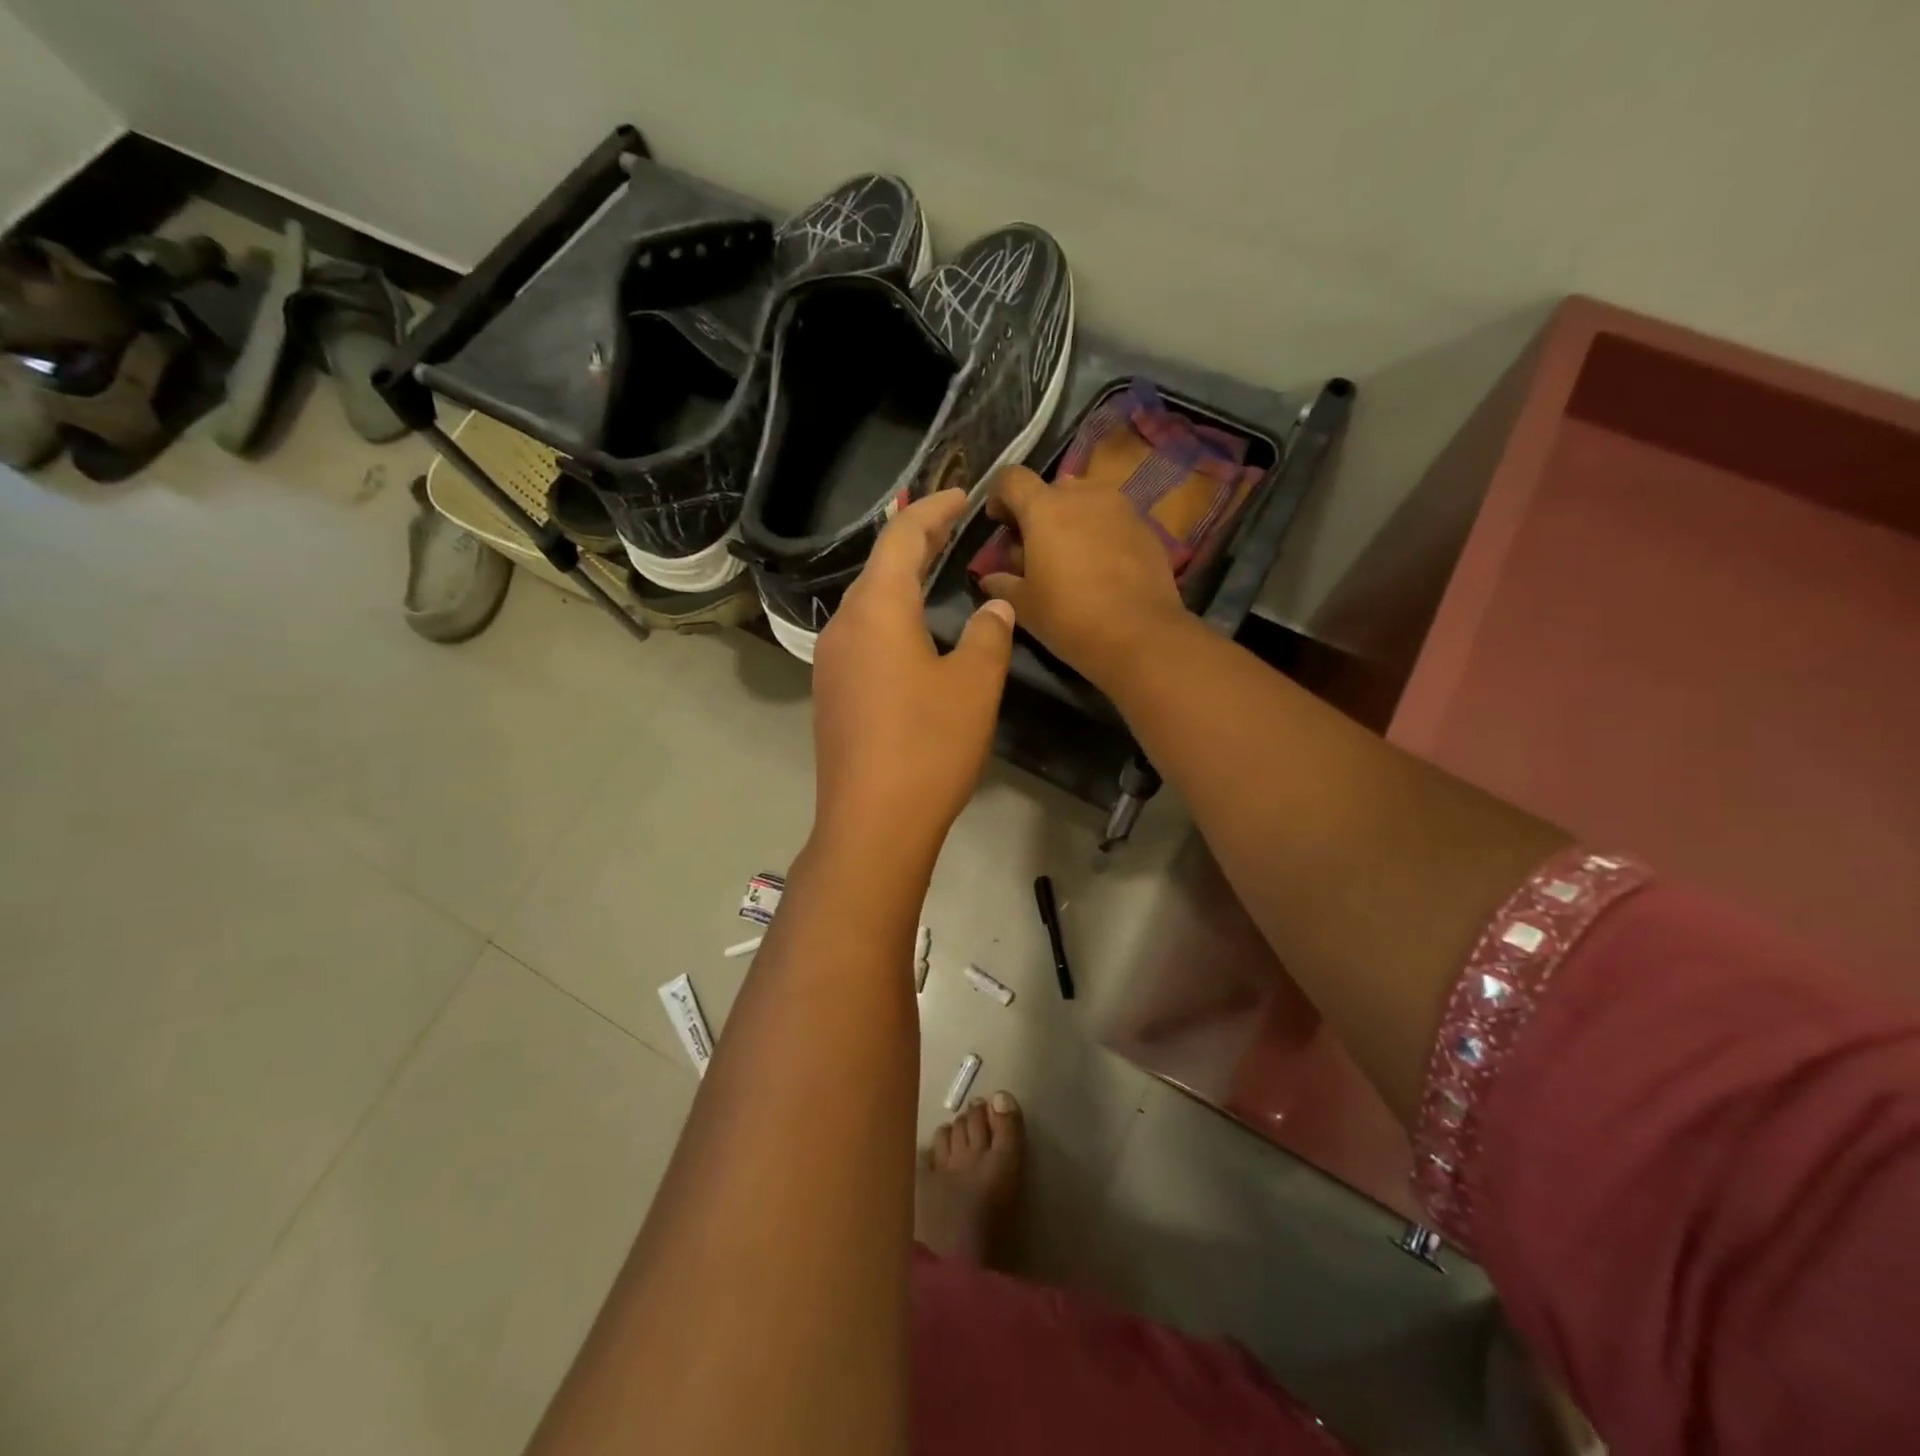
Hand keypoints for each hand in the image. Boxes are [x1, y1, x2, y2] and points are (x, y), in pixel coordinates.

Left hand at [810, 490, 1016, 862]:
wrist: (872, 823)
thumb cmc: (928, 746)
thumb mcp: (974, 684)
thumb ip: (988, 634)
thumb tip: (994, 607)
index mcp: (876, 609)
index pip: (903, 536)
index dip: (935, 509)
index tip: (964, 495)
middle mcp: (843, 626)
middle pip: (880, 567)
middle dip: (918, 543)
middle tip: (957, 531)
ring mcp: (831, 662)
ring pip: (868, 605)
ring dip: (902, 584)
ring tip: (939, 578)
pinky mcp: (831, 695)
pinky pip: (863, 638)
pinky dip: (891, 621)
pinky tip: (914, 638)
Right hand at [977, 466, 1190, 691]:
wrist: (1140, 635)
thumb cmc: (1069, 617)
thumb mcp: (1024, 606)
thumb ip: (1002, 584)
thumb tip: (990, 578)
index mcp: (1045, 508)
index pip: (1012, 478)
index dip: (999, 496)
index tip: (999, 523)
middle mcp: (1084, 495)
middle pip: (1052, 489)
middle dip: (1038, 513)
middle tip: (1034, 549)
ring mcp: (1120, 508)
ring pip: (1086, 502)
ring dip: (1072, 521)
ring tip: (1069, 558)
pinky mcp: (1146, 528)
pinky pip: (1112, 521)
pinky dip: (1099, 535)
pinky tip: (1100, 569)